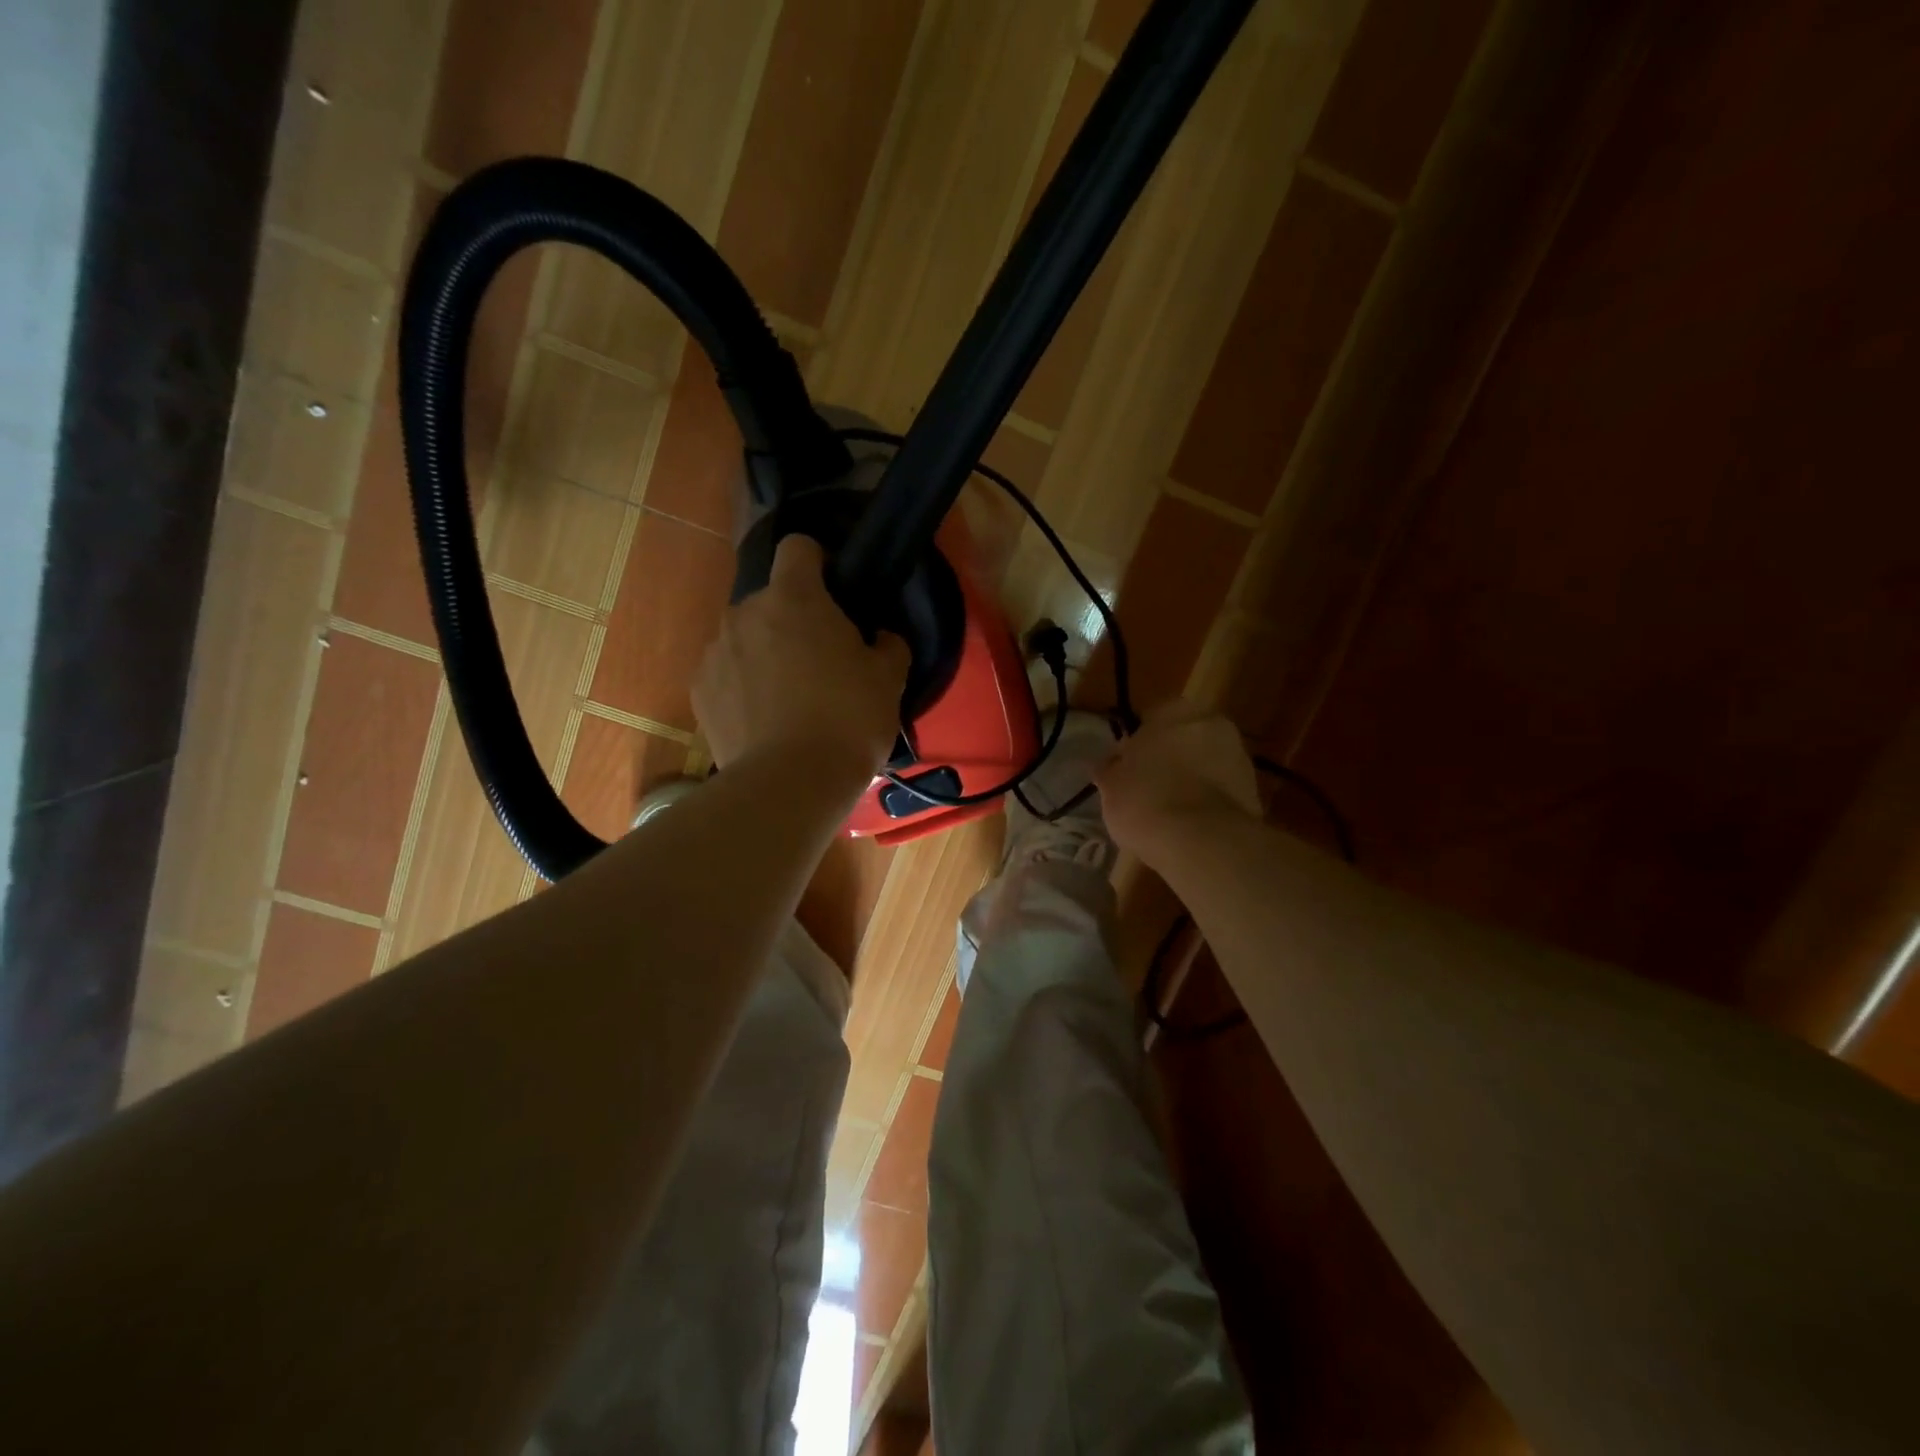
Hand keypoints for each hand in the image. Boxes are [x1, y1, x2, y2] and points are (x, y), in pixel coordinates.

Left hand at [692, 535, 909, 776]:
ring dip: (765, 653)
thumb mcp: (889, 679)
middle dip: (793, 619)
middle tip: (822, 661)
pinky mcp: (699, 691)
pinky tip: (764, 721)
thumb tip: (880, 638)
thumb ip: (888, 645)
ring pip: (746, 638)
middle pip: (772, 600)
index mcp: (794, 598)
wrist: (791, 783)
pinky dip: (743, 686)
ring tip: (790, 699)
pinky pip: (727, 673)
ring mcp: (715, 652)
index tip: (835, 593)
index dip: (819, 562)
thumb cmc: (848, 719)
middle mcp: (745, 613)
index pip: (799, 547)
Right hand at [1095, 699, 1260, 858]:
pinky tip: (1188, 823)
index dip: (1138, 741)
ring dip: (1191, 778)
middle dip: (1170, 757)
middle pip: (1184, 737)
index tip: (1127, 764)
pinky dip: (1206, 800)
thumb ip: (1110, 769)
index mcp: (1175, 711)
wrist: (1201, 842)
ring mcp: (1237, 756)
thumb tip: (1107, 764)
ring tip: (1168, 809)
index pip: (1152, 717)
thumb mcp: (1111, 785)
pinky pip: (1220, 789)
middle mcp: (1211, 724)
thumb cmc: (1145, 800)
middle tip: (1148, 785)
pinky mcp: (1253, 790)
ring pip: (1205, 763)